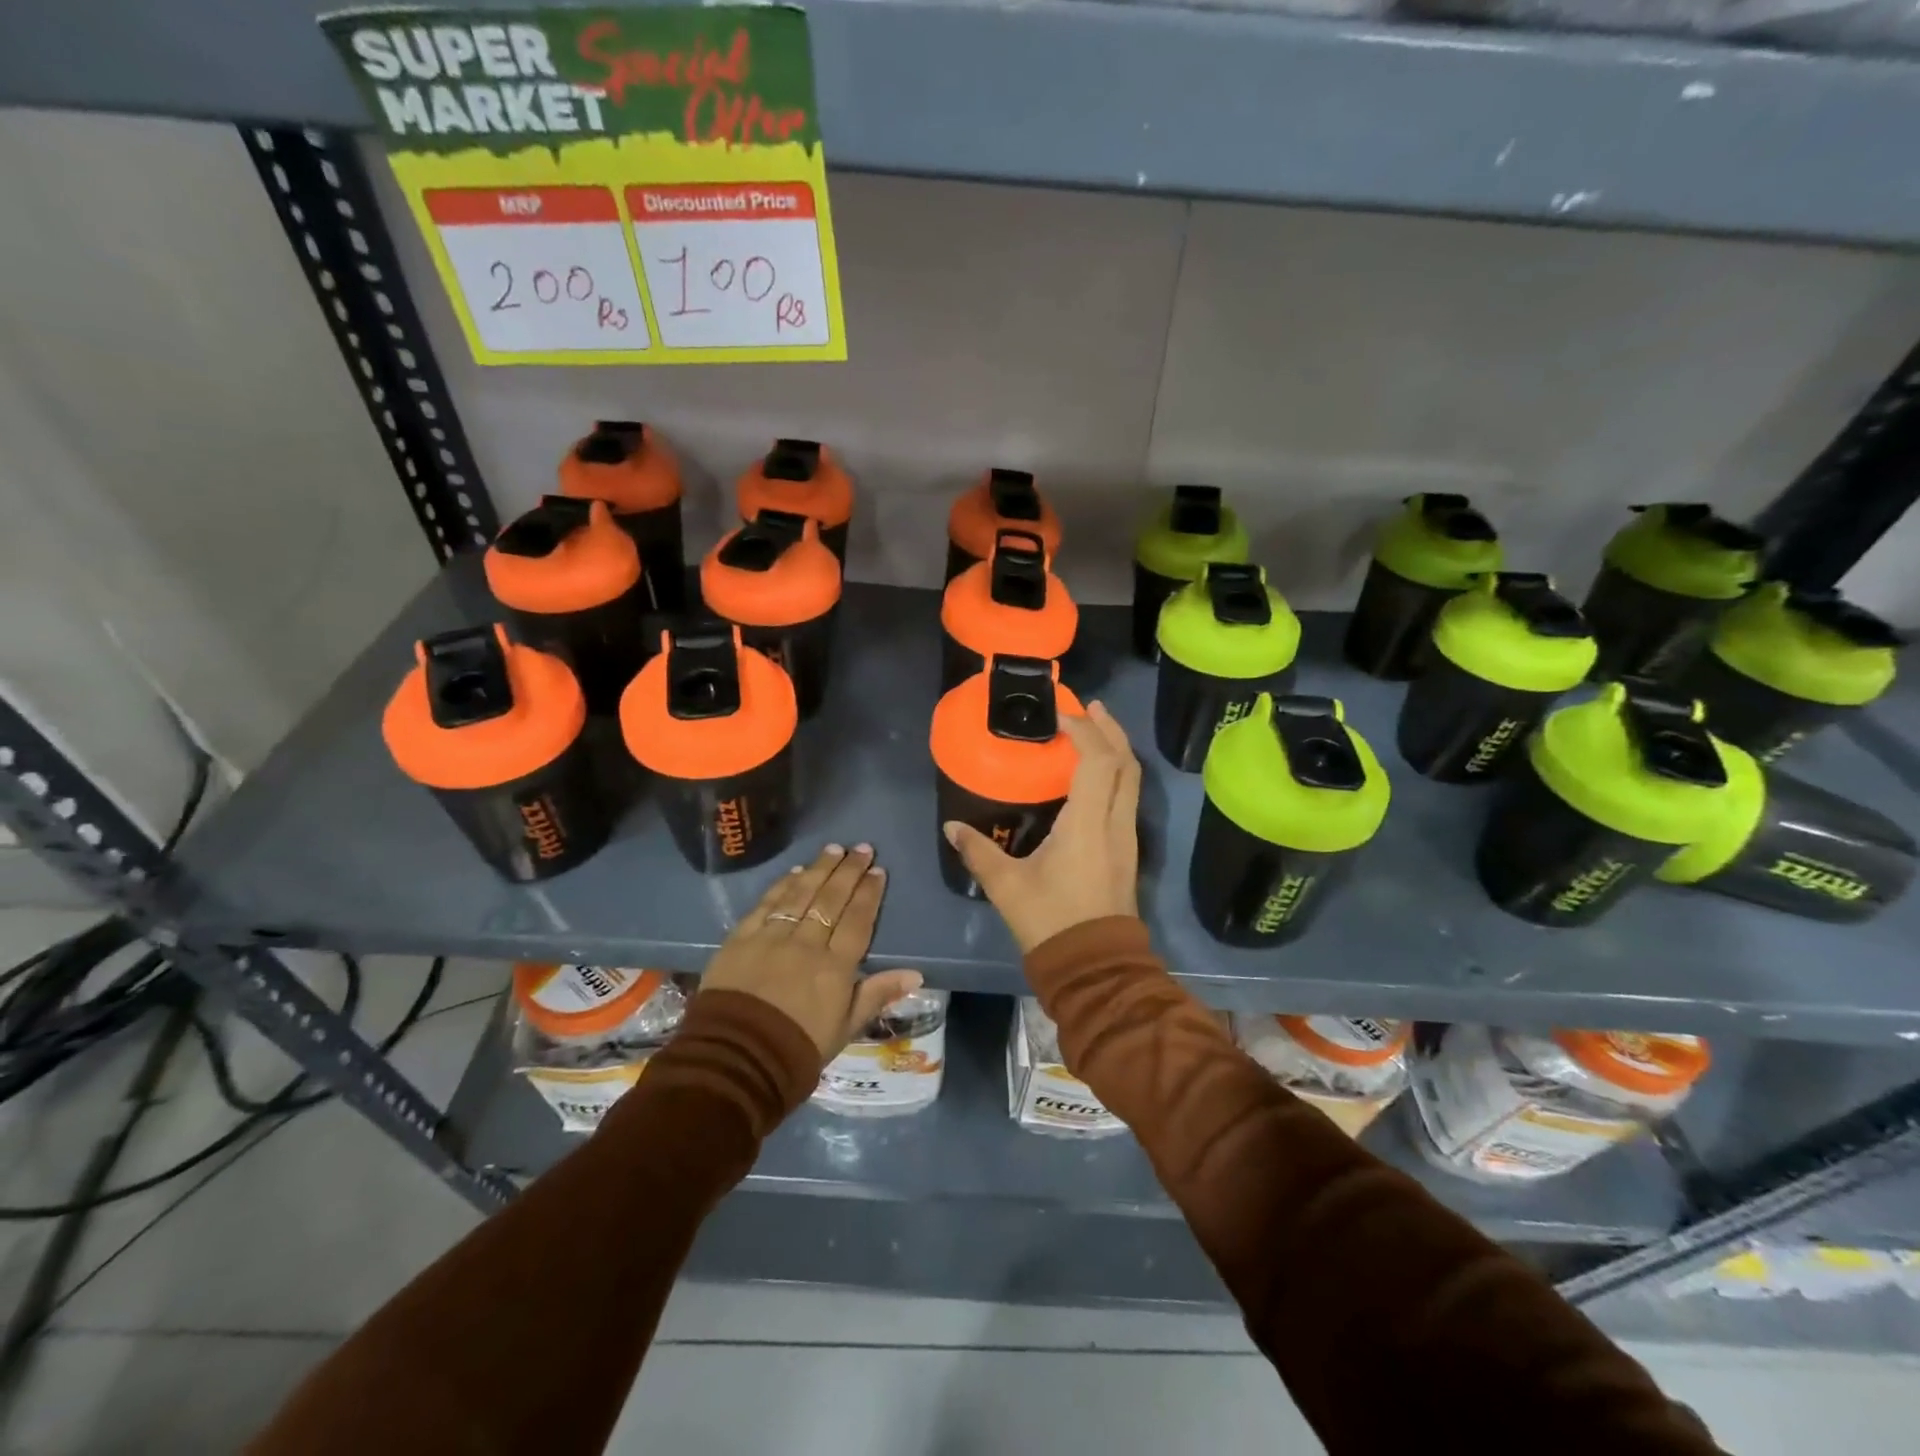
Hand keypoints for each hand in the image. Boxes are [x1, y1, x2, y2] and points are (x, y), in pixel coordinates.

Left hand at [701, 843, 923, 1061]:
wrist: (735, 1061)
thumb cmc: (797, 1050)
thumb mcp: (845, 1029)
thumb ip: (877, 994)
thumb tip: (916, 973)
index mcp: (835, 967)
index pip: (857, 920)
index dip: (869, 894)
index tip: (878, 871)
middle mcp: (806, 944)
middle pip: (831, 899)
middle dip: (849, 871)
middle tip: (862, 848)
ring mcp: (771, 938)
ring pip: (801, 894)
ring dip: (819, 869)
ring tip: (834, 849)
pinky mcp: (741, 939)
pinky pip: (766, 904)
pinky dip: (782, 886)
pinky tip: (795, 872)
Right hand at [944, 701, 1140, 952]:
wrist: (1096, 967)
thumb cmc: (1051, 921)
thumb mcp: (1008, 886)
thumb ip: (979, 852)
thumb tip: (952, 827)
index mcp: (1088, 823)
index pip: (1098, 760)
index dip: (1084, 731)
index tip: (1060, 716)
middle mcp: (1115, 822)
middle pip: (1125, 762)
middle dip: (1109, 729)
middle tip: (1089, 707)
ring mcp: (1126, 837)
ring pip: (1132, 780)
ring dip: (1116, 750)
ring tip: (1093, 731)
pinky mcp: (1127, 850)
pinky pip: (1127, 797)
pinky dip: (1116, 773)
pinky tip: (1094, 776)